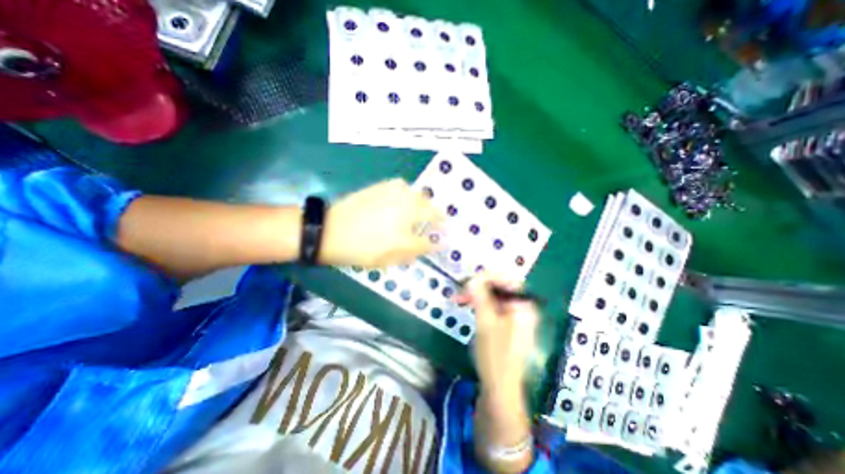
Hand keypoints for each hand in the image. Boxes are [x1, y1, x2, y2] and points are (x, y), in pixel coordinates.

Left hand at [320, 177, 443, 266]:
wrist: (331, 231)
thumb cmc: (362, 249)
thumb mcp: (391, 257)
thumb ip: (417, 249)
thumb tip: (436, 245)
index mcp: (408, 222)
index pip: (432, 227)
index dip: (440, 232)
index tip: (445, 236)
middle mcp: (404, 203)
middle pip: (428, 207)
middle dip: (435, 216)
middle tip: (433, 224)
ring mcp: (392, 192)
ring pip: (417, 195)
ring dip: (422, 204)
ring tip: (418, 212)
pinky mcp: (381, 186)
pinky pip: (401, 186)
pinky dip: (407, 193)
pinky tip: (402, 200)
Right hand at [456, 275, 541, 402]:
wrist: (499, 388)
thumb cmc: (495, 354)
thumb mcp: (485, 322)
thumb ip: (480, 296)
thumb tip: (472, 278)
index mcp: (524, 306)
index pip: (507, 279)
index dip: (487, 277)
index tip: (469, 279)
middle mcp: (523, 308)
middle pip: (500, 288)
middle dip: (479, 287)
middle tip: (461, 290)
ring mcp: (515, 317)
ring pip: (494, 297)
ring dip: (476, 296)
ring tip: (459, 299)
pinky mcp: (507, 324)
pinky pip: (493, 307)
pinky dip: (480, 305)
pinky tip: (468, 306)